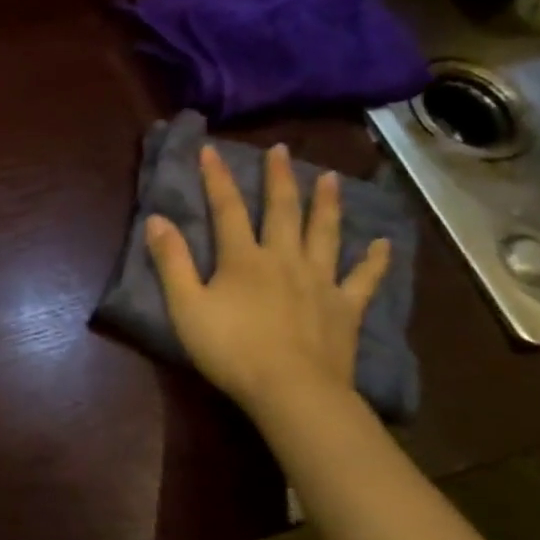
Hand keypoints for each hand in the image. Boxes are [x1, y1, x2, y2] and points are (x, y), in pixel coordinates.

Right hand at [145, 143, 390, 416]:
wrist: (291, 390)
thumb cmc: (230, 349)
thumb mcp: (186, 306)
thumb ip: (171, 262)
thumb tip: (157, 219)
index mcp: (243, 258)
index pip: (226, 209)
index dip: (217, 178)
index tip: (211, 150)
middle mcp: (284, 258)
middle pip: (282, 210)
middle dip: (278, 178)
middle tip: (281, 150)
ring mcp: (320, 281)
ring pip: (324, 233)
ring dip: (326, 204)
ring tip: (329, 178)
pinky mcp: (344, 307)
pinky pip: (363, 278)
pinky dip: (374, 260)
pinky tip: (382, 243)